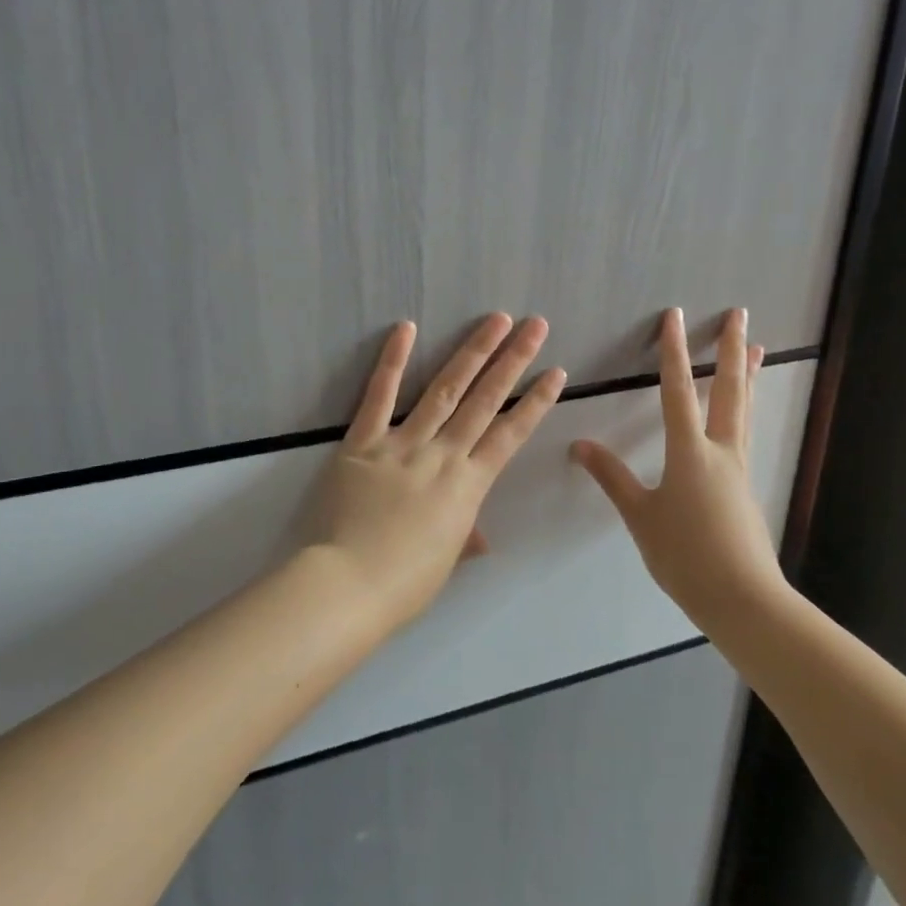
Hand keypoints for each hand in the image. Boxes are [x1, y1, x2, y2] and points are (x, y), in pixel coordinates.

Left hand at [316, 313, 565, 628]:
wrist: (350, 585)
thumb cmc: (404, 584)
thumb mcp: (445, 561)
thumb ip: (464, 537)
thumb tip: (481, 539)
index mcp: (468, 486)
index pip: (511, 435)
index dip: (535, 402)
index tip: (556, 372)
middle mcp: (443, 455)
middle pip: (485, 401)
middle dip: (513, 360)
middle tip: (535, 325)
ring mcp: (404, 444)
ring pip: (444, 389)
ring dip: (473, 352)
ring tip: (497, 320)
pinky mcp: (364, 442)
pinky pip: (379, 396)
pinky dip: (391, 361)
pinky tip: (407, 327)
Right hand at [570, 307, 782, 630]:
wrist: (742, 599)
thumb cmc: (685, 555)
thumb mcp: (640, 516)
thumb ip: (612, 477)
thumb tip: (580, 444)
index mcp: (690, 452)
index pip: (678, 391)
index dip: (672, 351)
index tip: (674, 317)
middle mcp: (720, 451)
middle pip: (728, 390)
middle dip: (730, 350)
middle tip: (740, 316)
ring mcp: (738, 469)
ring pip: (743, 410)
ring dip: (747, 375)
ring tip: (758, 349)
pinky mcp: (745, 488)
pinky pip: (744, 434)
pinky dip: (744, 409)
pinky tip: (739, 415)